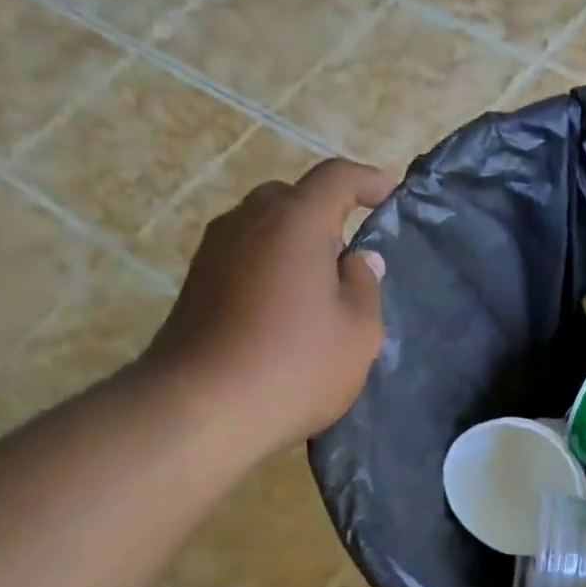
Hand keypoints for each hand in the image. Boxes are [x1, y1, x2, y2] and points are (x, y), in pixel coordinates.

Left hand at [135, 157, 392, 453]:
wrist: (202, 408)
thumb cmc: (296, 366)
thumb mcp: (359, 333)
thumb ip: (365, 287)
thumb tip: (359, 259)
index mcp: (294, 222)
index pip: (336, 178)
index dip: (367, 181)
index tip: (390, 195)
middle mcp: (248, 221)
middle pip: (292, 198)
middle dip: (326, 216)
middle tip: (351, 258)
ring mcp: (214, 251)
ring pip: (263, 228)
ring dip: (294, 245)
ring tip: (318, 290)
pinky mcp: (195, 283)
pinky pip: (243, 257)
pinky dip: (269, 268)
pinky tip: (283, 312)